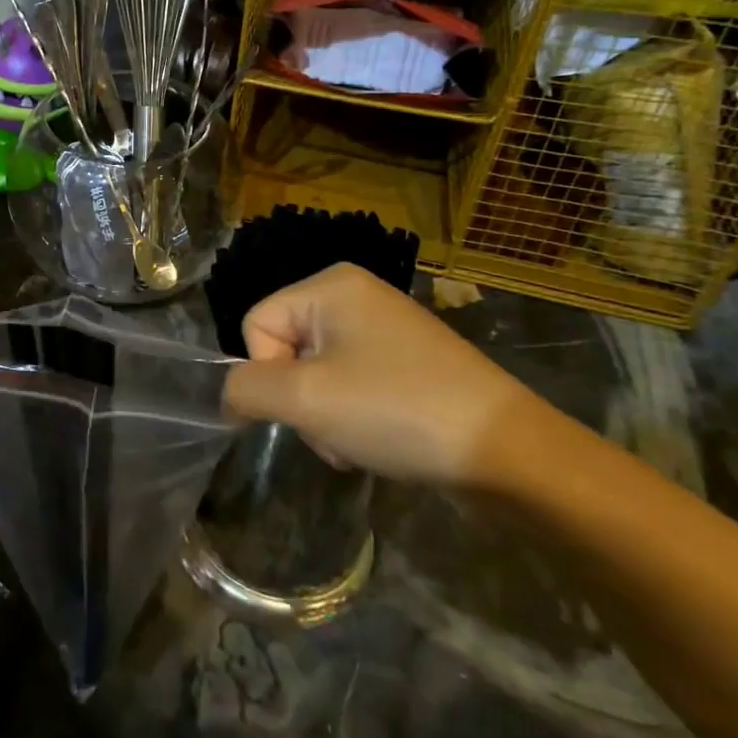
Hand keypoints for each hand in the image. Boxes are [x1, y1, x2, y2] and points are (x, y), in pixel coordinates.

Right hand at [222, 263, 566, 487]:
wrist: (507, 452)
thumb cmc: (397, 410)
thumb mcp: (306, 399)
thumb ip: (247, 389)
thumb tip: (230, 395)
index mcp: (331, 284)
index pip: (257, 325)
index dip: (268, 373)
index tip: (304, 407)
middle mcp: (356, 295)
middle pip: (286, 350)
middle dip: (300, 401)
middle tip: (333, 431)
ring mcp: (385, 328)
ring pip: (315, 374)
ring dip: (324, 417)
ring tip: (357, 443)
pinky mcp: (406, 362)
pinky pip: (350, 384)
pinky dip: (351, 417)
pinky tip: (375, 442)